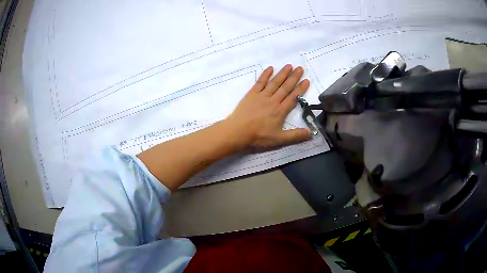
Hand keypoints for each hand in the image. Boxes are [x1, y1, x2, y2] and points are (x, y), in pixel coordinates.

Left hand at [224, 65, 310, 149]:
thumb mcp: (279, 140)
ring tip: (289, 65)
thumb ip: (296, 136)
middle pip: (285, 87)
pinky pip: (260, 82)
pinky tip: (270, 68)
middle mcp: (273, 100)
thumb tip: (312, 133)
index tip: (307, 80)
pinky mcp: (251, 94)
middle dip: (294, 77)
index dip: (301, 89)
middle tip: (300, 68)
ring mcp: (262, 96)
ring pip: (274, 82)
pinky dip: (265, 75)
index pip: (293, 97)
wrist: (237, 132)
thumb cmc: (258, 136)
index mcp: (280, 111)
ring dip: (282, 74)